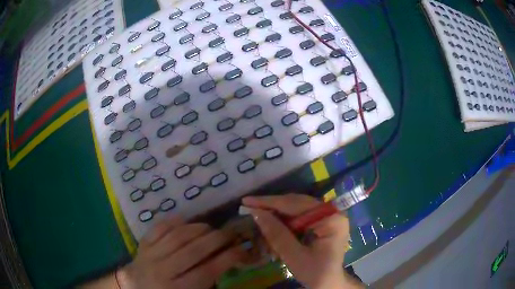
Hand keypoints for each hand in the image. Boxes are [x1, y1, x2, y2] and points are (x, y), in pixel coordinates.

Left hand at [118, 217, 247, 288]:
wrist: (135, 287)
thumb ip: (208, 283)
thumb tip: (227, 263)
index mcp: (178, 288)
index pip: (206, 271)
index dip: (227, 259)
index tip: (241, 250)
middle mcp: (163, 271)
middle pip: (193, 251)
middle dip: (216, 239)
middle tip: (230, 233)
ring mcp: (150, 255)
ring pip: (177, 236)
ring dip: (198, 228)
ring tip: (211, 228)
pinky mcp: (143, 244)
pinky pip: (159, 228)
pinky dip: (174, 221)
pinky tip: (186, 220)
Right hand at [243, 194, 358, 288]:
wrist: (329, 283)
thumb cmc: (315, 273)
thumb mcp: (295, 256)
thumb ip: (277, 234)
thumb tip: (256, 213)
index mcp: (331, 218)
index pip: (296, 204)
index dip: (270, 202)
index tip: (247, 201)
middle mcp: (332, 212)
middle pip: (297, 204)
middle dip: (272, 207)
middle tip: (248, 207)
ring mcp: (328, 216)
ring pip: (297, 209)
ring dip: (277, 215)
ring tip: (258, 217)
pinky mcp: (323, 221)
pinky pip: (300, 216)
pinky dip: (285, 222)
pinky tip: (273, 226)